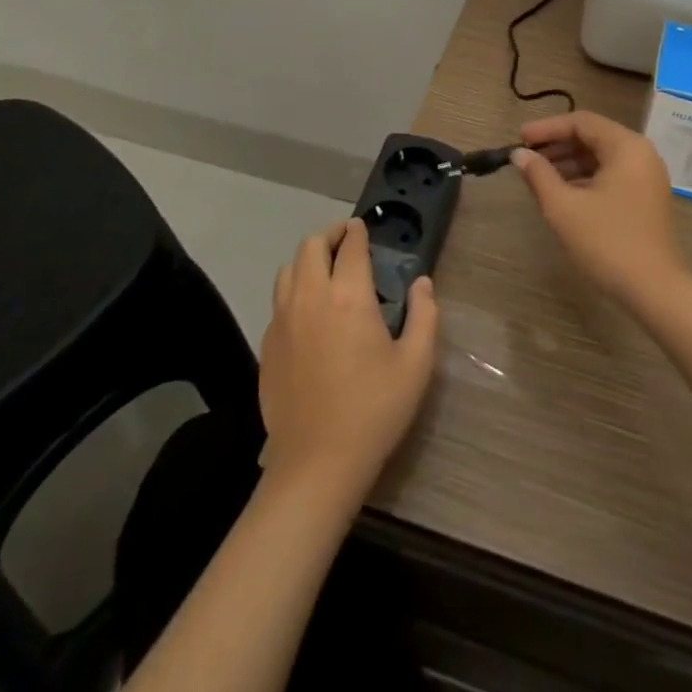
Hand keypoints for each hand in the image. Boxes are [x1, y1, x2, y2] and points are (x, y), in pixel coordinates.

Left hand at [259, 219, 439, 504]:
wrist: (317, 463)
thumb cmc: (374, 410)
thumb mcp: (416, 364)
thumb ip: (424, 315)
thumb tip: (422, 283)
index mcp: (348, 296)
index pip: (350, 246)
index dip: (357, 231)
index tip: (363, 227)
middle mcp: (310, 297)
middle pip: (310, 245)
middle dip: (329, 235)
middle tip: (345, 241)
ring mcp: (283, 320)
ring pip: (287, 269)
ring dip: (306, 260)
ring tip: (324, 270)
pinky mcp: (267, 344)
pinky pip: (278, 301)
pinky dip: (293, 291)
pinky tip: (308, 312)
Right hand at [512, 110, 685, 306]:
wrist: (654, 290)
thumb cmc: (607, 242)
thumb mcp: (564, 207)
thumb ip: (539, 175)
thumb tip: (519, 155)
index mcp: (626, 147)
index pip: (581, 122)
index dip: (547, 128)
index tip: (519, 140)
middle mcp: (641, 154)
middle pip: (593, 136)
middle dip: (557, 145)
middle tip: (526, 158)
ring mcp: (647, 177)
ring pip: (602, 157)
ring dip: (569, 162)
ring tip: (539, 177)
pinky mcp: (646, 198)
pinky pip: (612, 174)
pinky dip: (585, 177)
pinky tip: (563, 193)